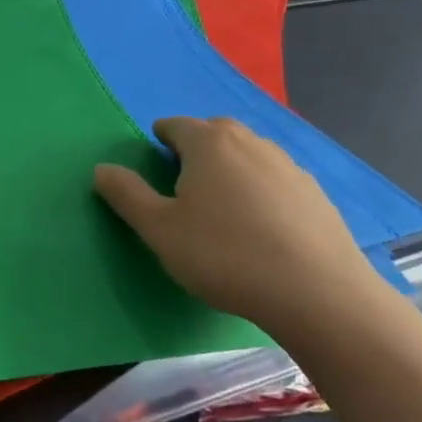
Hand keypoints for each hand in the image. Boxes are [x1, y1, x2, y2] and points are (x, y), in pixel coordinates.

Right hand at [94, 117, 381, 338]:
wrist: (319, 296)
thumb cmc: (225, 256)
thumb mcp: (159, 230)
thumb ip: (126, 194)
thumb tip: (101, 168)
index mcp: (209, 143)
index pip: (174, 126)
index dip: (159, 143)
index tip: (155, 170)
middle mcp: (250, 142)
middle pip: (214, 134)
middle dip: (196, 152)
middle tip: (184, 190)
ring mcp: (289, 166)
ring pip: (248, 156)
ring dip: (231, 171)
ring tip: (224, 212)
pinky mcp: (317, 195)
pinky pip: (276, 181)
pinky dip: (262, 193)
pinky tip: (262, 231)